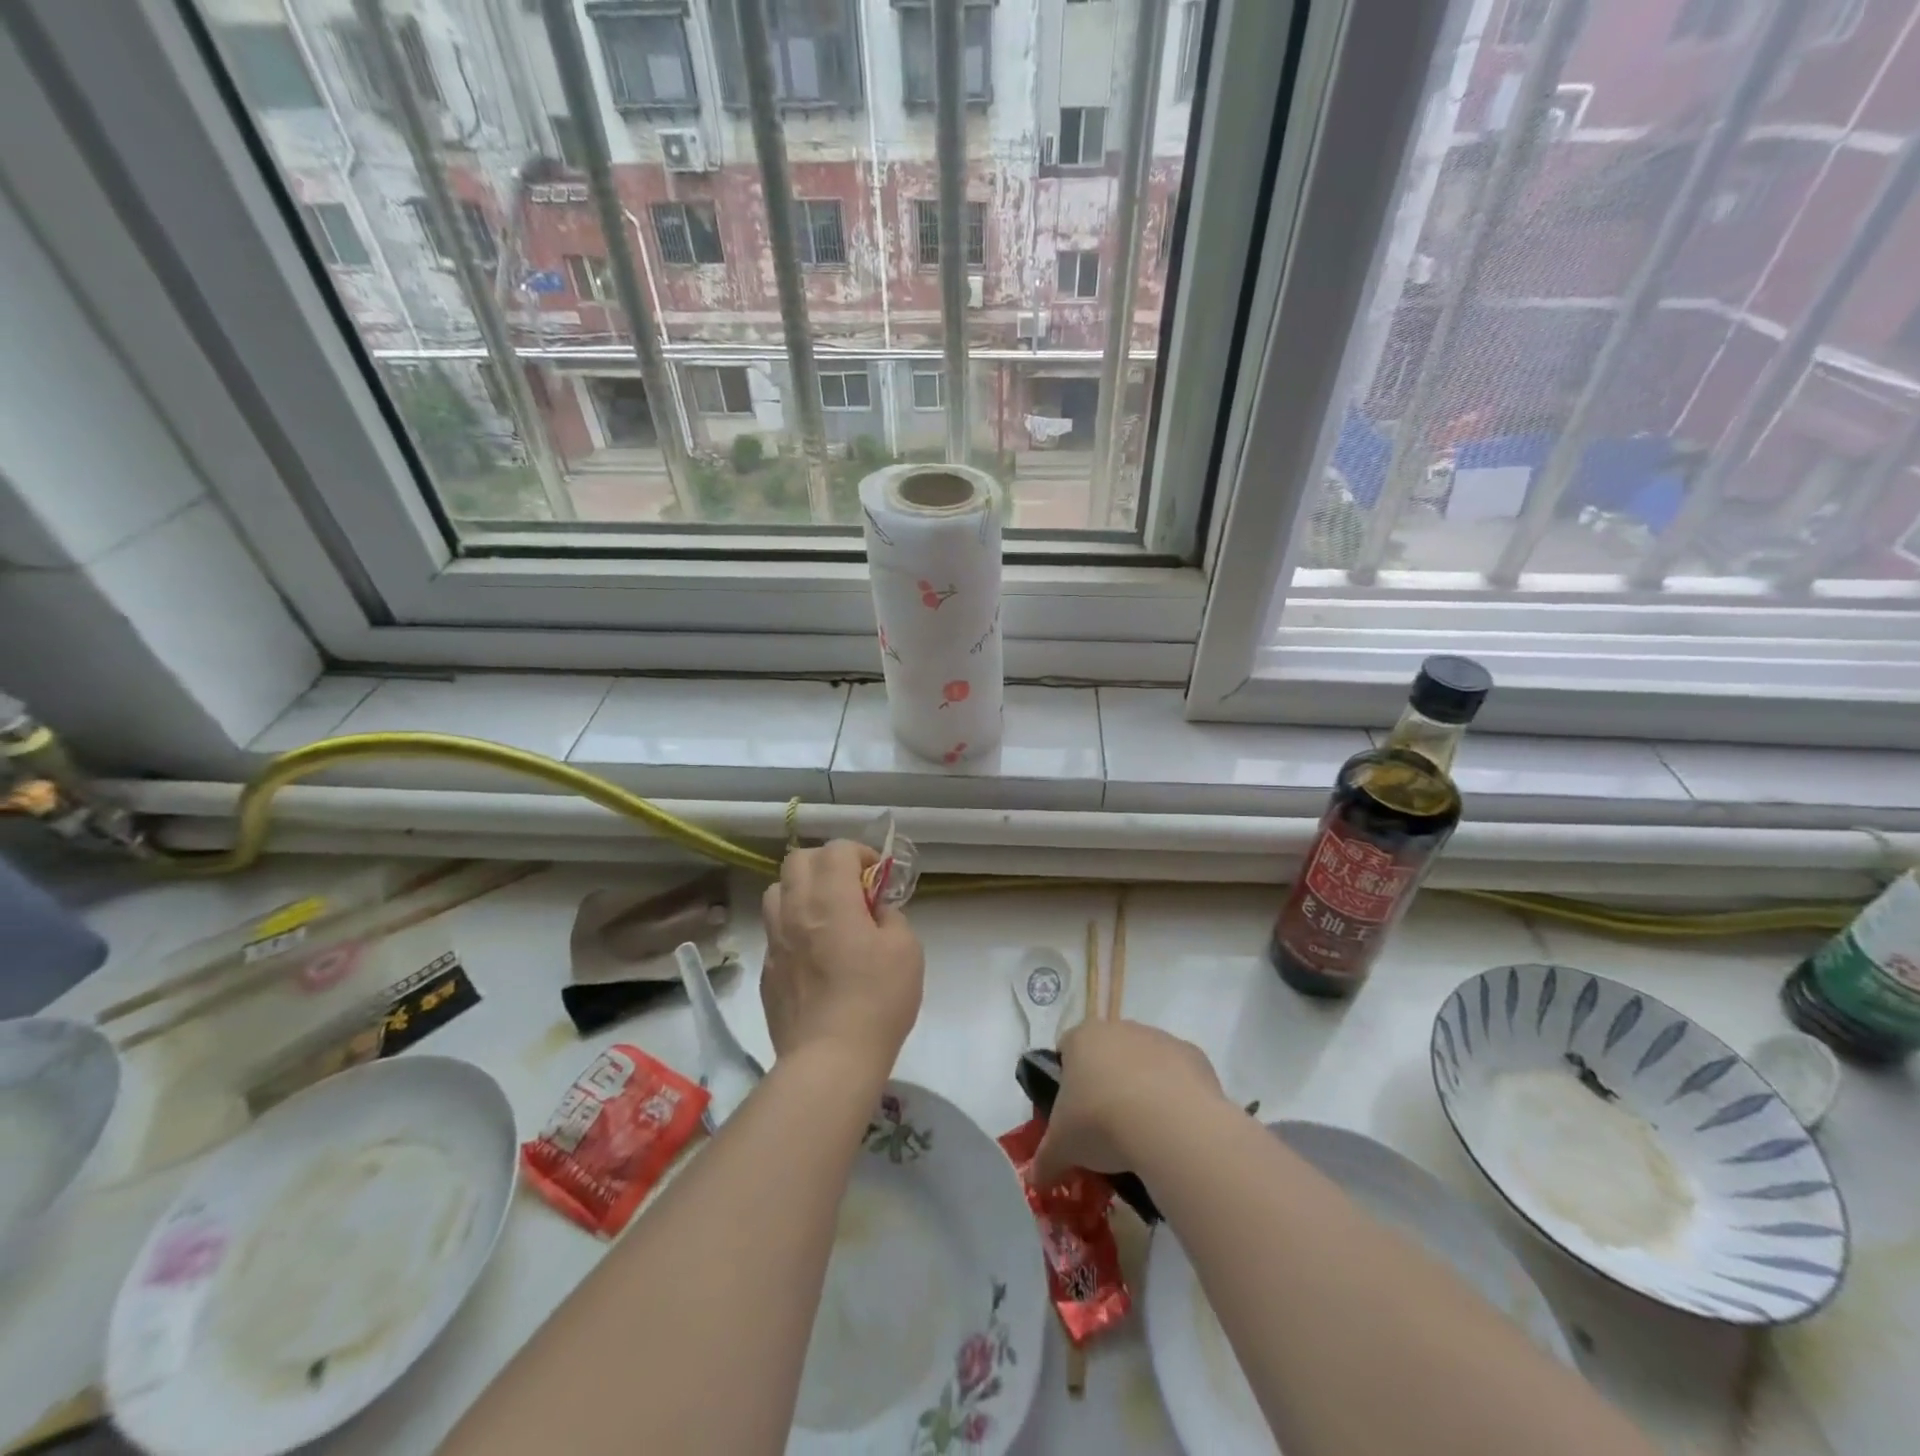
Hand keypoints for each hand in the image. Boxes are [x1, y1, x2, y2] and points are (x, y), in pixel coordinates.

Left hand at [760, 840, 924, 1073]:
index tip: (877, 877)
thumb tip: (875, 911)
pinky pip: (774, 931)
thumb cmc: (877, 1000)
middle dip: (825, 863)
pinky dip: (793, 927)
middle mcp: (795, 911)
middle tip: (849, 889)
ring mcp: (774, 941)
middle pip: (797, 860)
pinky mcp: (766, 971)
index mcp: (831, 899)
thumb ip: (891, 916)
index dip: (860, 853)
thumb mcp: (907, 950)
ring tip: (825, 916)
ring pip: (776, 892)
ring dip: (801, 891)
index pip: (836, 849)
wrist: (830, 1060)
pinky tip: (813, 955)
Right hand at [1032, 1020, 1226, 1188]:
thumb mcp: (1063, 1148)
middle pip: (1108, 1053)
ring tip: (1145, 1134)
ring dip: (1143, 1088)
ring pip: (1145, 1062)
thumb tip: (1035, 1180)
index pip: (1066, 1048)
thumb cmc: (1101, 1123)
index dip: (1067, 1078)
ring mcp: (1159, 1038)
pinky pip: (1179, 1076)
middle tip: (1107, 1127)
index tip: (1073, 1111)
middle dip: (1107, 1083)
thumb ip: (1045, 1160)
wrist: (1169, 1123)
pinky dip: (1176, 1097)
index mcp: (1082, 1038)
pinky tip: (1174, 1129)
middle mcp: (1120, 1028)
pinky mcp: (1193, 1055)